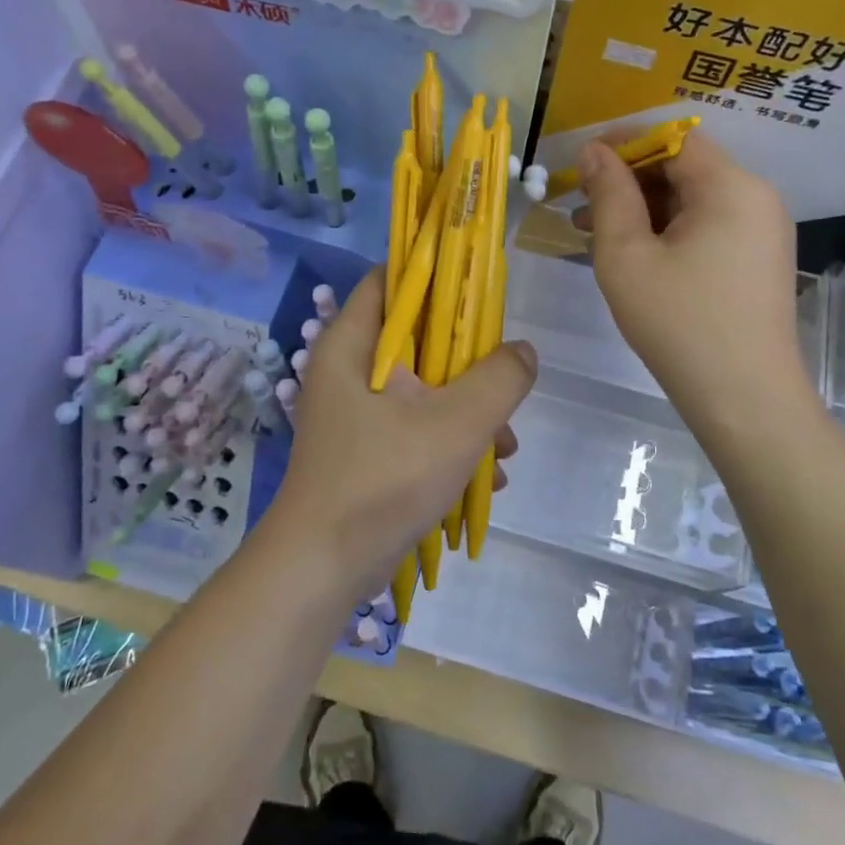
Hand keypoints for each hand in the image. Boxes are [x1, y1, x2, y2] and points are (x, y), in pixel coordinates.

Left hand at [264, 269, 537, 601]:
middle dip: (468, 362)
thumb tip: (522, 351)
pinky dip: (449, 442)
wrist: (321, 571)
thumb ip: (499, 379)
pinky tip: (485, 476)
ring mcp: (356, 414)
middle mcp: (348, 371)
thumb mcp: (455, 425)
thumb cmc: (383, 481)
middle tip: (504, 381)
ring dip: (468, 410)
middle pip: (416, 339)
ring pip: (423, 389)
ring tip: (505, 447)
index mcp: (351, 345)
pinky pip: (415, 428)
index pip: (390, 280)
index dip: (435, 273)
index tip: (480, 289)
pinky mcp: (365, 451)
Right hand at [577, 132, 808, 412]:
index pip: (674, 138)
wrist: (745, 401)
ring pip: (693, 199)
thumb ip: (609, 194)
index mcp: (731, 187)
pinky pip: (707, 226)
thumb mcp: (627, 256)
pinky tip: (630, 254)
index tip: (581, 162)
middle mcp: (756, 198)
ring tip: (591, 231)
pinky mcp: (757, 260)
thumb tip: (594, 151)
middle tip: (580, 202)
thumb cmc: (679, 324)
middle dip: (629, 178)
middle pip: (685, 167)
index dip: (624, 142)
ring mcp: (762, 231)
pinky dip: (667, 230)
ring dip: (643, 207)